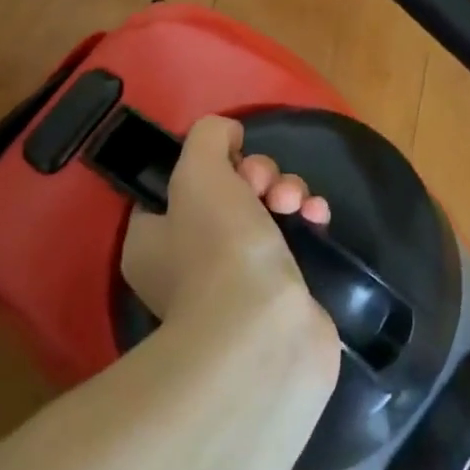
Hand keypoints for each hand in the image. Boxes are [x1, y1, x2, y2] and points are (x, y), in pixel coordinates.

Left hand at [121, 115, 333, 324]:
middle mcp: (189, 262)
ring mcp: (237, 281)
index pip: (178, 184)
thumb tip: (228, 137)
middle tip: (265, 185)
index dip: (211, 163)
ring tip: (295, 202)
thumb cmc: (218, 248)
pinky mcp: (280, 292)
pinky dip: (307, 219)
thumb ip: (208, 137)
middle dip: (257, 175)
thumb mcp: (199, 170)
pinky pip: (294, 237)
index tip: (232, 160)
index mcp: (154, 240)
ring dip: (287, 191)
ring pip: (266, 209)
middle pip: (229, 191)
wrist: (265, 332)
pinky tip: (316, 217)